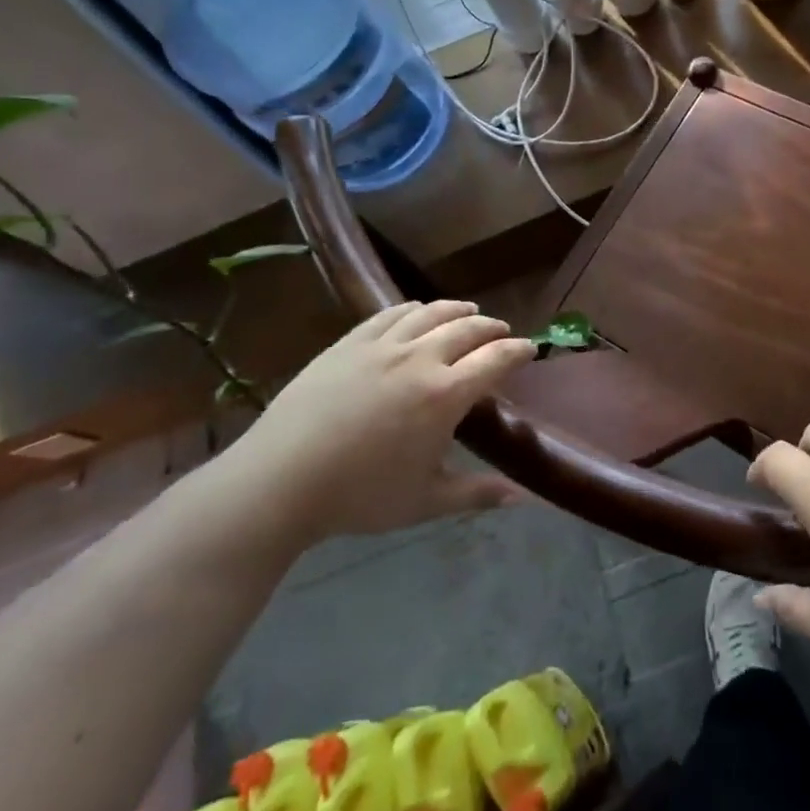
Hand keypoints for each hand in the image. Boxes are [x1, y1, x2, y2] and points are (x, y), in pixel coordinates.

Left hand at [215, 301, 534, 543]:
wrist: (280, 480)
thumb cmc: (360, 495)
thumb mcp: (425, 501)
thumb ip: (476, 493)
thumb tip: (522, 497)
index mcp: (446, 395)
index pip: (496, 359)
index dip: (517, 350)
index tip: (530, 348)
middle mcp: (421, 359)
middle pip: (467, 328)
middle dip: (491, 327)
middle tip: (502, 331)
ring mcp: (382, 346)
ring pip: (430, 314)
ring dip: (457, 310)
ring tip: (467, 312)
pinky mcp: (349, 343)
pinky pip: (390, 314)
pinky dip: (413, 309)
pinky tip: (416, 313)